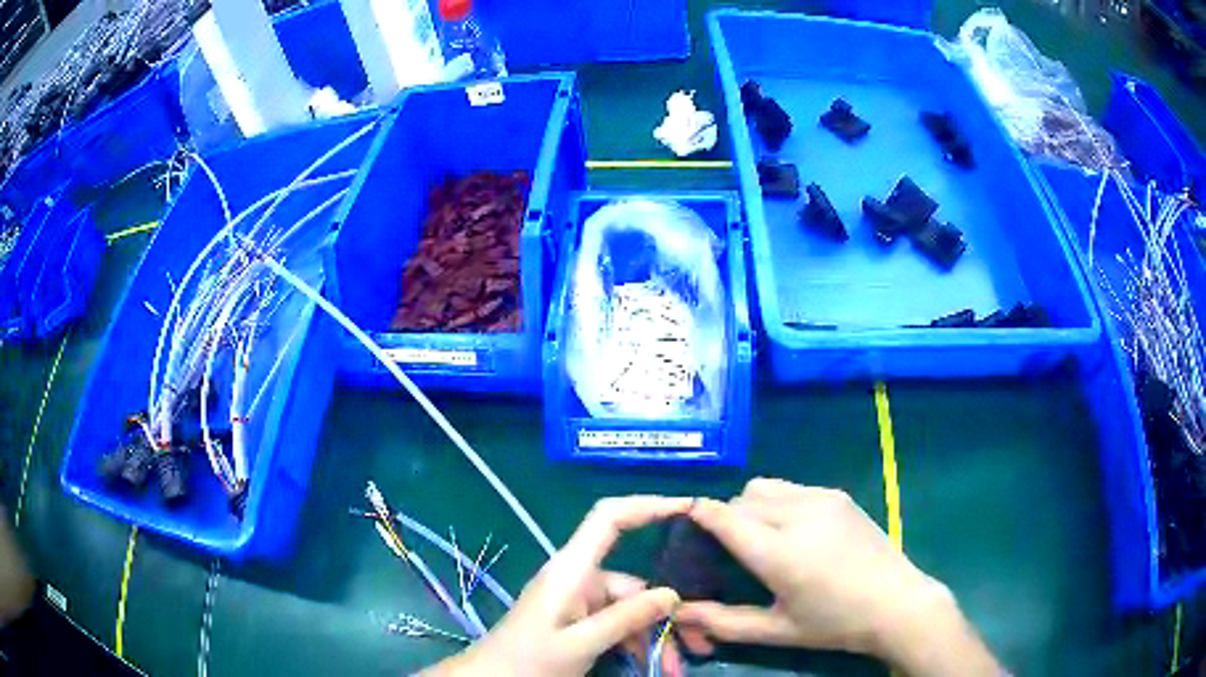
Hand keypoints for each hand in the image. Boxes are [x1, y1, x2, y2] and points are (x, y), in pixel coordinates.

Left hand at [425, 496, 690, 676]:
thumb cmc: (529, 660)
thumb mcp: (581, 644)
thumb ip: (626, 619)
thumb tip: (673, 595)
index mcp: (571, 571)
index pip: (609, 519)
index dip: (647, 505)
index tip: (689, 508)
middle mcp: (578, 579)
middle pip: (634, 583)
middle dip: (667, 613)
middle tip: (698, 642)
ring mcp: (579, 601)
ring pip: (631, 609)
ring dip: (654, 635)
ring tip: (675, 665)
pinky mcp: (578, 619)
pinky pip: (617, 624)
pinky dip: (636, 642)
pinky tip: (653, 663)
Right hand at [676, 480, 999, 676]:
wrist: (897, 603)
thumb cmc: (834, 624)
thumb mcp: (777, 630)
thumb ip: (724, 621)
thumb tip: (679, 611)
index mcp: (780, 553)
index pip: (725, 518)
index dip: (699, 514)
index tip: (686, 522)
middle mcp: (798, 515)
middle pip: (742, 499)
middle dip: (727, 518)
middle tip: (731, 550)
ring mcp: (822, 499)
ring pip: (766, 487)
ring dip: (752, 506)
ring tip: (764, 537)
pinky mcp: (839, 495)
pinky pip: (793, 488)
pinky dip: (779, 502)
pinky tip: (796, 532)